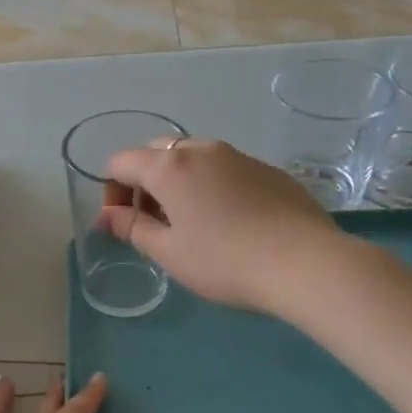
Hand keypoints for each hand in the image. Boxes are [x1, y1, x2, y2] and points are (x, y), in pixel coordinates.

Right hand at [99, 138, 343, 315]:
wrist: (304, 263)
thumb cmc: (224, 261)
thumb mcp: (168, 252)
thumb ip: (132, 228)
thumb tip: (107, 215)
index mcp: (169, 167)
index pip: (121, 163)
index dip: (110, 191)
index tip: (121, 224)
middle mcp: (201, 149)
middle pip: (156, 153)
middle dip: (143, 183)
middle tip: (152, 223)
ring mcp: (238, 156)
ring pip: (192, 158)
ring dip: (177, 183)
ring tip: (188, 223)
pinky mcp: (267, 170)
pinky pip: (223, 169)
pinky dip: (209, 186)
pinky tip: (226, 222)